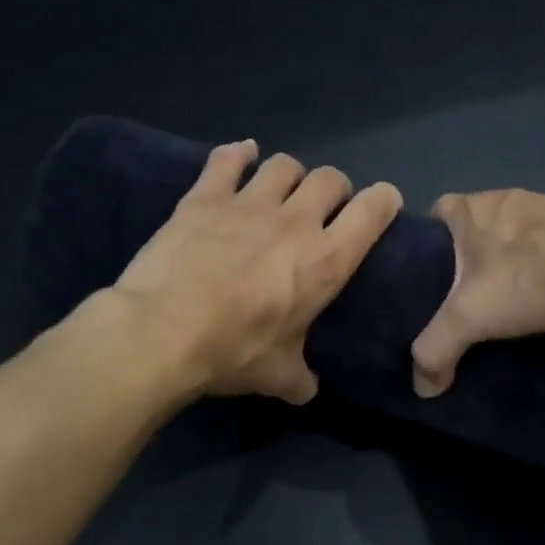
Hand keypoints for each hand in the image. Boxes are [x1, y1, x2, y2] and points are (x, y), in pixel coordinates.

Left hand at [114, 140, 402, 403]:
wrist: (162, 331)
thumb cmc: (231, 352)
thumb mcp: (276, 376)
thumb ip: (300, 378)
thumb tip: (307, 389)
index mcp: (325, 262)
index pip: (373, 210)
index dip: (383, 201)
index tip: (380, 207)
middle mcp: (295, 221)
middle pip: (330, 178)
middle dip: (333, 190)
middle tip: (321, 212)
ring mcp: (248, 203)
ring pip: (283, 164)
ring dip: (289, 175)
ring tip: (279, 192)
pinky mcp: (204, 197)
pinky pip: (227, 159)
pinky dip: (237, 154)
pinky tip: (240, 156)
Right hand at [411, 190, 544, 396]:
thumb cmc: (530, 275)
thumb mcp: (470, 317)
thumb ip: (436, 349)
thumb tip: (422, 389)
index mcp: (473, 207)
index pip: (436, 212)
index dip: (428, 242)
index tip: (428, 278)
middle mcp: (509, 197)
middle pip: (476, 226)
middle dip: (470, 259)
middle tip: (466, 300)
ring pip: (516, 235)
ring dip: (512, 262)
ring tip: (511, 303)